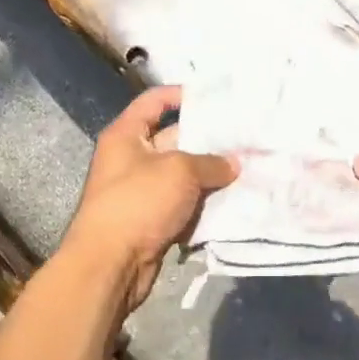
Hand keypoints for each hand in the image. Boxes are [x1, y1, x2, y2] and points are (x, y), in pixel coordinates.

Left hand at [57, 86, 237, 318]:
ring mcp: (142, 191)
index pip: (154, 101)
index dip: (181, 94)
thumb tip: (233, 164)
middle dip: (208, 139)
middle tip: (244, 135)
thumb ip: (211, 162)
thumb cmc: (138, 202)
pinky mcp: (152, 220)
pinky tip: (234, 199)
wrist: (110, 265)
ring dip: (210, 174)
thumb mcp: (180, 171)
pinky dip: (204, 202)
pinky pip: (183, 203)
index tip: (214, 95)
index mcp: (127, 134)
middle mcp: (131, 158)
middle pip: (174, 138)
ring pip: (183, 174)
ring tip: (248, 165)